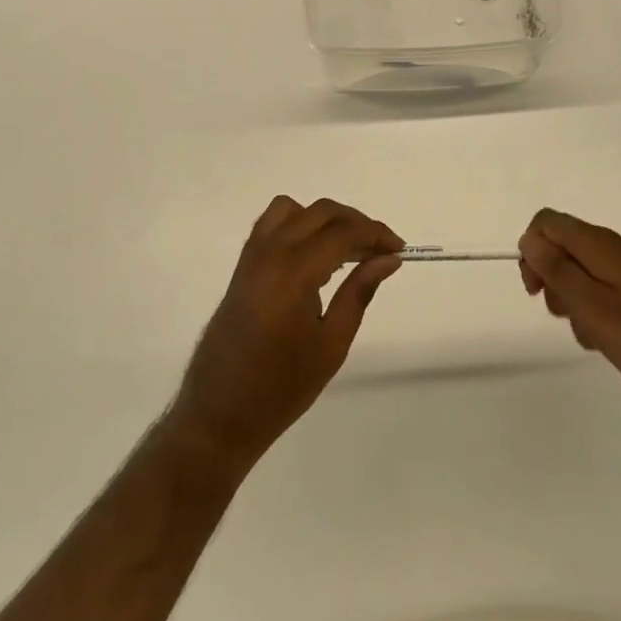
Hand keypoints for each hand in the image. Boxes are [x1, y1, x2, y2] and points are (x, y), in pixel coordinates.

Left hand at [166, 197, 402, 472]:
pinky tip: (316, 253)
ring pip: (293, 209)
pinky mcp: (242, 265)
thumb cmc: (281, 386)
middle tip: (381, 249)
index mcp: (292, 274)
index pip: (342, 233)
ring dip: (325, 219)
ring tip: (348, 248)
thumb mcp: (331, 344)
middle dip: (357, 222)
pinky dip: (299, 223)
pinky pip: (272, 223)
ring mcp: (251, 256)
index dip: (376, 234)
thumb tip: (388, 259)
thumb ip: (359, 292)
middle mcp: (269, 253)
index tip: (399, 249)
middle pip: (320, 212)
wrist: (221, 411)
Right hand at [520, 209, 620, 415]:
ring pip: (585, 272)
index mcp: (601, 245)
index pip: (547, 222)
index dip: (531, 250)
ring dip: (575, 299)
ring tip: (592, 336)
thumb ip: (558, 271)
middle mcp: (618, 248)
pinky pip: (608, 289)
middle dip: (552, 278)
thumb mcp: (594, 309)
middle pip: (564, 246)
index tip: (537, 290)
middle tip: (565, 317)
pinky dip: (598, 310)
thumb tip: (530, 239)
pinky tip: (611, 341)